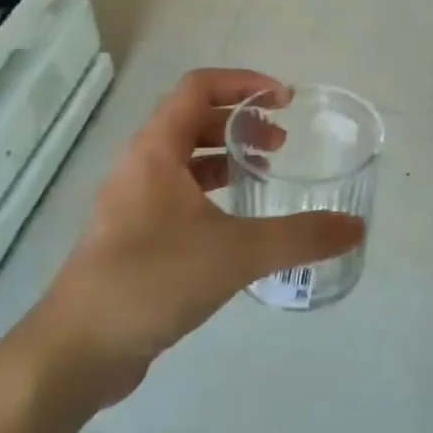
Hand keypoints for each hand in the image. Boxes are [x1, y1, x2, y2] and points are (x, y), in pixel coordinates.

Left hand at [28, 69, 363, 403]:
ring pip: (183, 156)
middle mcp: (140, 165)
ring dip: (226, 154)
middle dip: (241, 121)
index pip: (199, 87)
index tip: (284, 101)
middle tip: (282, 143)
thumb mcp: (237, 253)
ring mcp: (131, 201)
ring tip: (266, 172)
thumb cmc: (154, 281)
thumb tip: (355, 228)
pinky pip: (177, 191)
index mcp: (155, 149)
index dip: (244, 82)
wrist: (78, 350)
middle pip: (192, 118)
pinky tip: (237, 220)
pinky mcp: (132, 234)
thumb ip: (301, 237)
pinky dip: (210, 189)